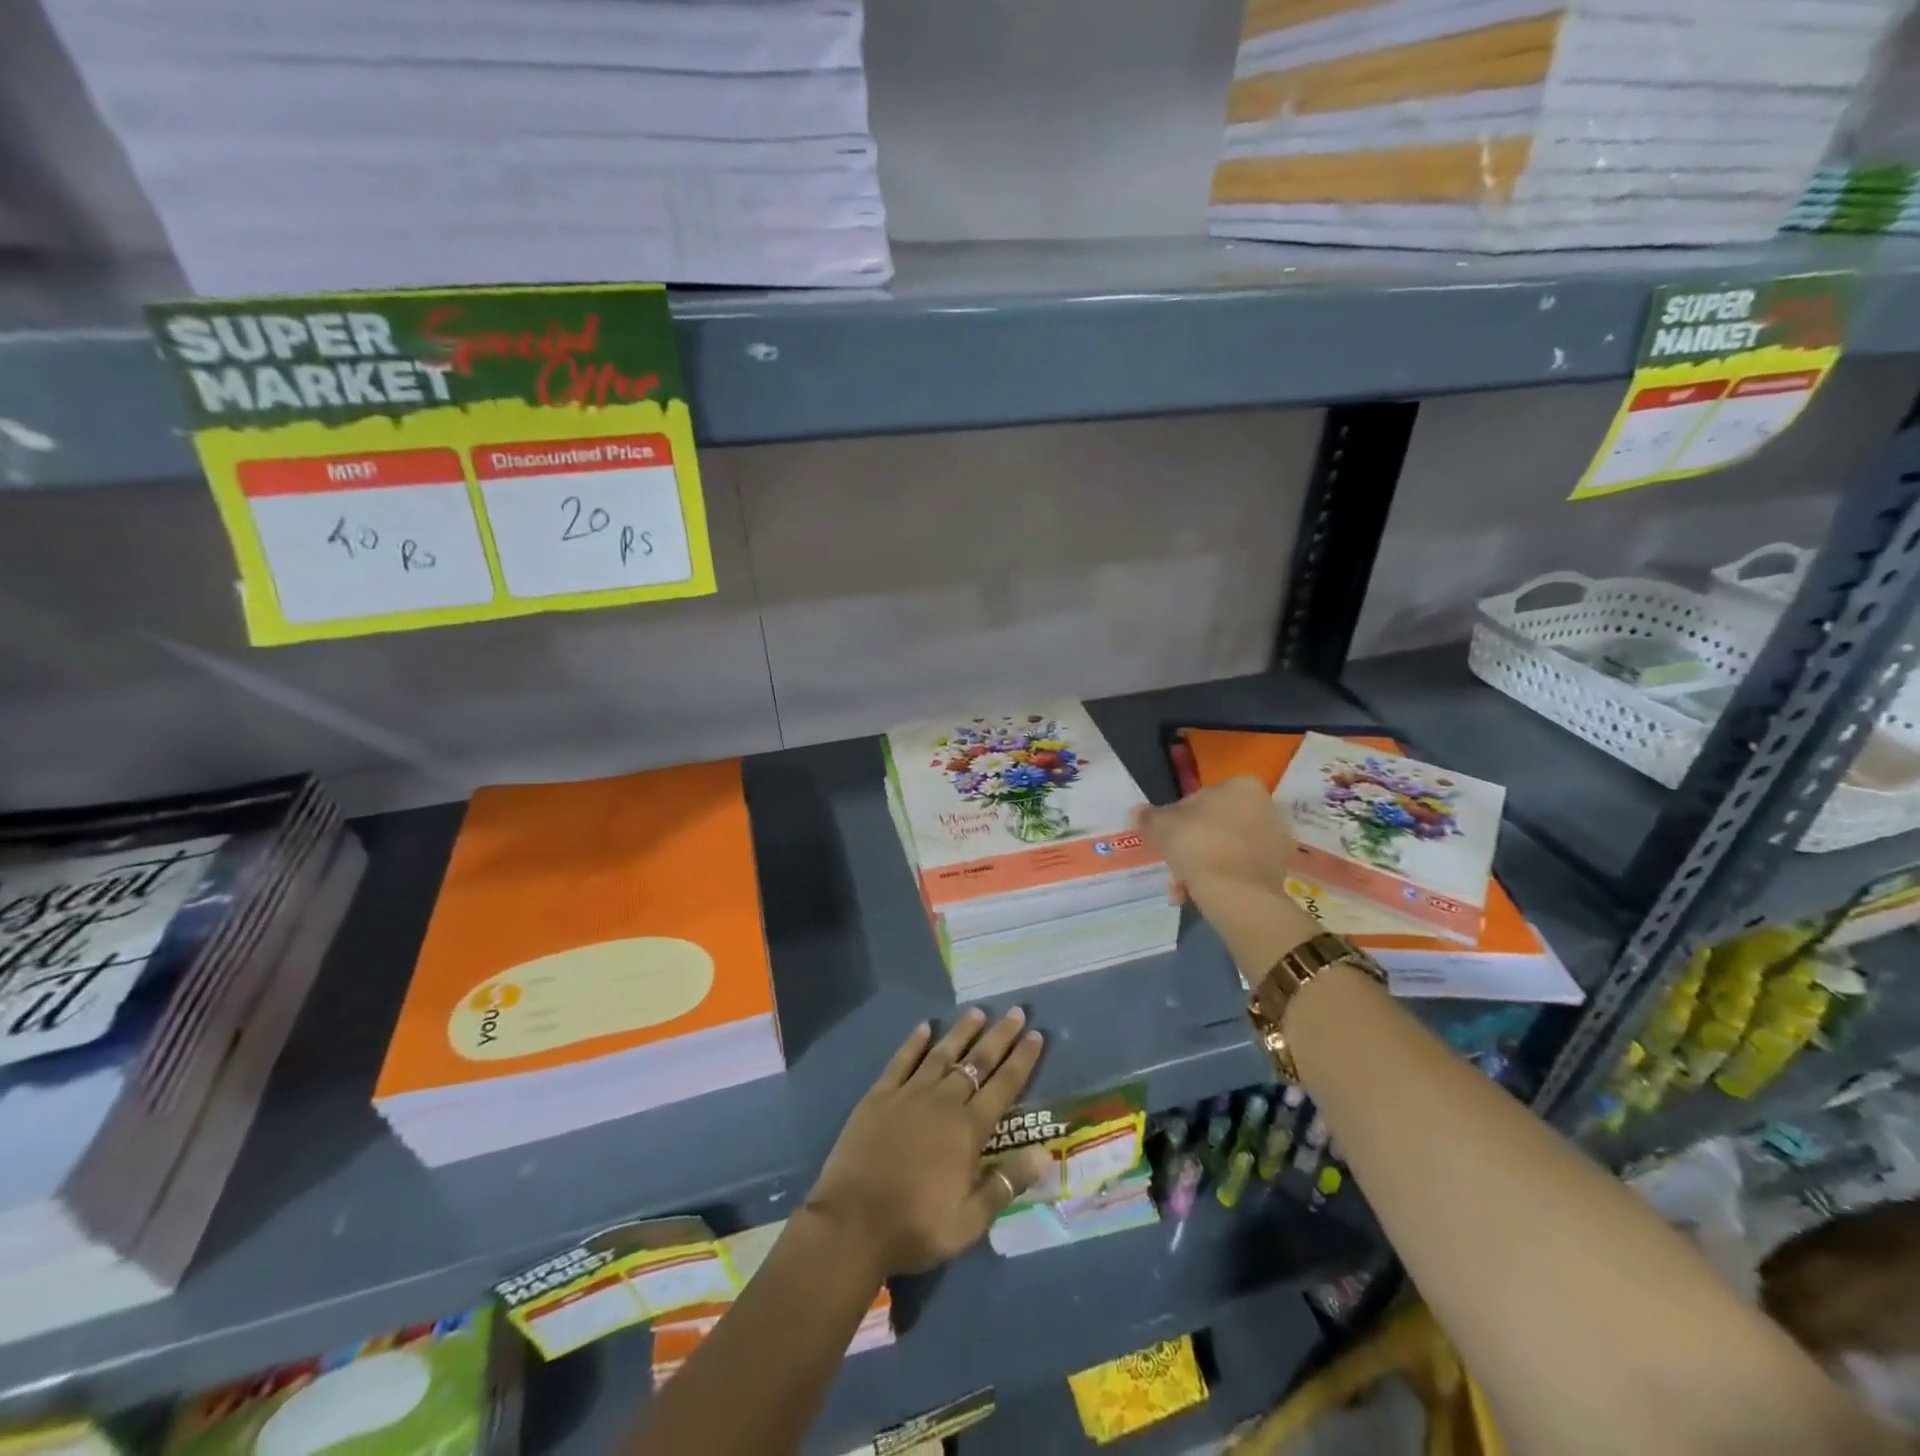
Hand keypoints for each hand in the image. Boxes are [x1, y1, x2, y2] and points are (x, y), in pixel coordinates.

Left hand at [804, 1008, 1051, 1277]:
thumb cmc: (915, 1227)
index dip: (1022, 1059)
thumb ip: (1006, 1184)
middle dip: (999, 1036)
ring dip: (961, 1032)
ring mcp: (909, 1094)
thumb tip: (1045, 1154)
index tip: (1036, 1035)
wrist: (852, 1224)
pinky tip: (924, 1027)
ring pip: (941, 1054)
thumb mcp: (969, 1221)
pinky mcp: (879, 1095)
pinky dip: (914, 1042)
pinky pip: (901, 1060)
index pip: (1003, 1086)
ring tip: (976, 1012)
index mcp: (968, 1130)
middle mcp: (943, 1102)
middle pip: (977, 1062)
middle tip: (1015, 1011)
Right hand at [1134, 776, 1320, 971]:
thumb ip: (1149, 816)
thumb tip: (1138, 812)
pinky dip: (1222, 879)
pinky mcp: (1280, 869)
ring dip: (1204, 866)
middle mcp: (1266, 805)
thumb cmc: (1198, 844)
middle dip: (1192, 846)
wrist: (1237, 892)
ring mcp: (1276, 839)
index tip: (1167, 840)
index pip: (1200, 798)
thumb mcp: (1162, 825)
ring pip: (1227, 849)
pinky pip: (1242, 869)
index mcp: (1241, 785)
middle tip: (1173, 866)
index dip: (1178, 819)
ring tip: (1183, 889)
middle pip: (1216, 824)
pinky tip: (1201, 895)